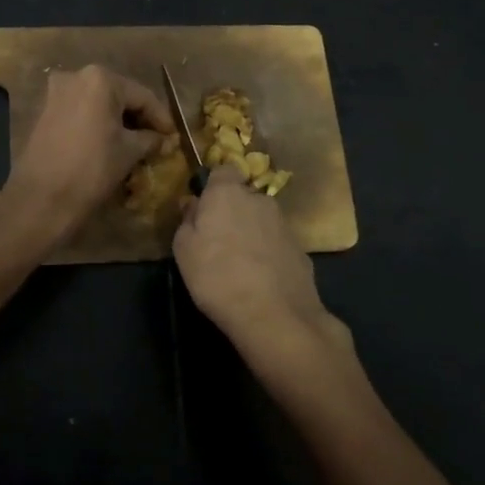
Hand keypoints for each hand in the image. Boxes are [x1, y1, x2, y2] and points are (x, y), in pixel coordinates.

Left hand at [1, 65, 171, 245]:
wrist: (41, 198)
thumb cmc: (92, 169)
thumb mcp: (129, 152)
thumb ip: (150, 139)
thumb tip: (162, 138)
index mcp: (100, 79)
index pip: (142, 96)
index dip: (161, 118)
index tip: (174, 136)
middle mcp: (75, 76)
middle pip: (118, 96)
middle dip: (138, 118)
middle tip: (156, 140)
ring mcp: (56, 93)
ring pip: (98, 104)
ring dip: (118, 122)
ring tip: (136, 144)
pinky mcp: (45, 111)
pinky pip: (81, 112)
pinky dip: (97, 124)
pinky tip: (110, 143)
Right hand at [173, 168, 358, 396]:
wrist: (274, 315)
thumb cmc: (217, 276)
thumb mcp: (183, 249)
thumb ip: (187, 220)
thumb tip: (193, 204)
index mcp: (228, 193)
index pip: (223, 170)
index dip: (213, 186)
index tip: (203, 208)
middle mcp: (259, 200)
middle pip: (243, 197)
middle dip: (232, 212)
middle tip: (217, 241)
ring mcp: (284, 224)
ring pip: (261, 220)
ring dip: (251, 233)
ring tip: (239, 265)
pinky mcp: (301, 249)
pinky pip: (276, 244)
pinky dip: (268, 254)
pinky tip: (260, 280)